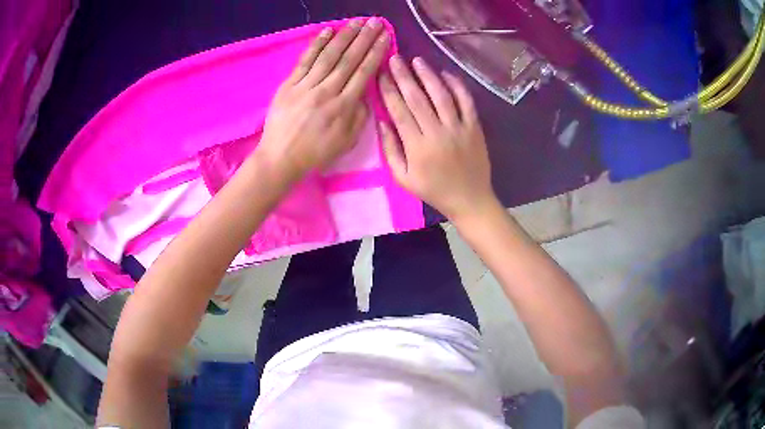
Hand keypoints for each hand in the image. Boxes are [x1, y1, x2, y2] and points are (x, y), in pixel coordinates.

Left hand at [257, 18, 389, 179]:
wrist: (280, 158)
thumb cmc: (315, 153)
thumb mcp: (347, 142)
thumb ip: (360, 117)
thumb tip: (365, 94)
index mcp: (344, 106)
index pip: (364, 72)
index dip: (376, 52)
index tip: (385, 36)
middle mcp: (327, 91)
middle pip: (349, 59)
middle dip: (364, 38)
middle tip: (376, 22)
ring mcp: (306, 86)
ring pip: (329, 56)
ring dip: (345, 36)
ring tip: (357, 21)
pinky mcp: (289, 85)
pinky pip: (305, 61)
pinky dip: (317, 45)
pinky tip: (328, 31)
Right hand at [379, 56, 496, 221]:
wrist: (470, 199)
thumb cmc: (433, 190)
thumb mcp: (403, 178)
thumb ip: (391, 150)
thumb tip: (381, 121)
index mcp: (417, 146)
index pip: (399, 111)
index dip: (388, 90)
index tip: (380, 74)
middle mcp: (437, 132)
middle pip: (417, 98)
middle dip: (404, 76)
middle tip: (394, 58)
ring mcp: (458, 128)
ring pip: (442, 95)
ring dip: (428, 75)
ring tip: (417, 61)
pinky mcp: (475, 127)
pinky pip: (466, 102)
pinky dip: (457, 86)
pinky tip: (446, 74)